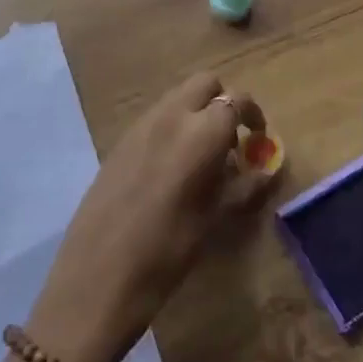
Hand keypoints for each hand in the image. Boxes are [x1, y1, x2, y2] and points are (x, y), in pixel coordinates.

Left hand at [27, 73, 274, 361]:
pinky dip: (173, 127)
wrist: (97, 277)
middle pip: (204, 84)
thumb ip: (243, 187)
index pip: (236, 101)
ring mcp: (140, 125)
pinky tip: (172, 169)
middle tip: (232, 141)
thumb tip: (265, 171)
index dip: (253, 115)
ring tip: (203, 158)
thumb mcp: (213, 220)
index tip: (259, 138)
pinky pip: (156, 117)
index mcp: (200, 133)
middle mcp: (170, 116)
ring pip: (178, 97)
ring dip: (197, 113)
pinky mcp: (120, 141)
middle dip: (223, 103)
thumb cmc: (166, 253)